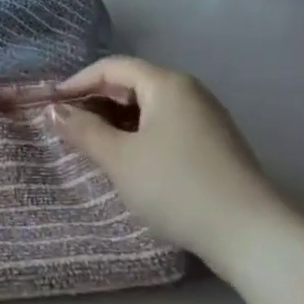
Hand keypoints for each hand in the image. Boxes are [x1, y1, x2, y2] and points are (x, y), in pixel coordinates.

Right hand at [50, 57, 291, 274]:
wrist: (252, 236)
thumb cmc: (176, 187)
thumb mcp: (119, 159)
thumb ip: (83, 130)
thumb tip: (54, 110)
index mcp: (166, 84)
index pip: (112, 67)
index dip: (78, 81)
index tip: (51, 104)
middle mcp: (190, 92)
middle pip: (133, 83)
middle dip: (96, 100)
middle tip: (68, 125)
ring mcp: (208, 118)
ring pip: (150, 107)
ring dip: (117, 120)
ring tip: (93, 144)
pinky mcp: (216, 145)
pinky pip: (167, 125)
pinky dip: (140, 134)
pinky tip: (129, 160)